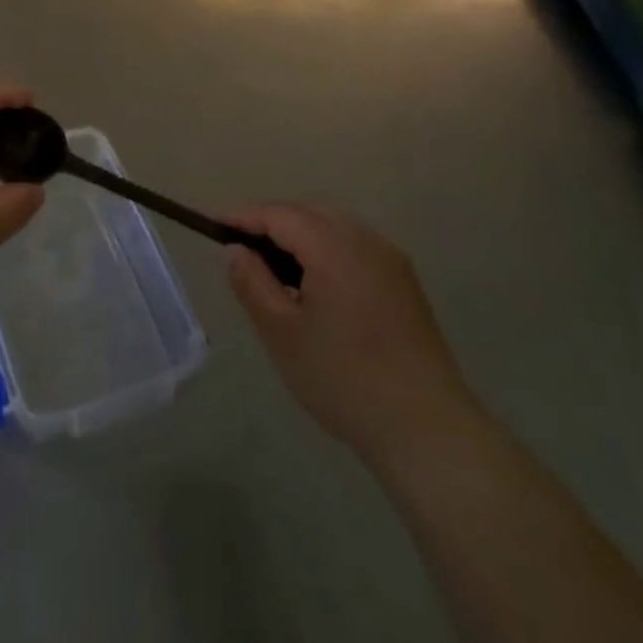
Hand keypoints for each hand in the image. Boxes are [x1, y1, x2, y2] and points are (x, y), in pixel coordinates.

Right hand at [226, 203, 477, 468]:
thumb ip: (252, 283)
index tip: (214, 225)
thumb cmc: (344, 379)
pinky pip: (356, 247)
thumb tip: (236, 250)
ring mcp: (391, 262)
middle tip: (243, 247)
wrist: (427, 430)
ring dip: (302, 234)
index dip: (244, 216)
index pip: (280, 214)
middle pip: (310, 212)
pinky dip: (327, 250)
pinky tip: (316, 285)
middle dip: (273, 221)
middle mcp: (366, 241)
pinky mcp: (405, 285)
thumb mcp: (282, 333)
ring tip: (275, 267)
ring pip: (335, 227)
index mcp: (334, 247)